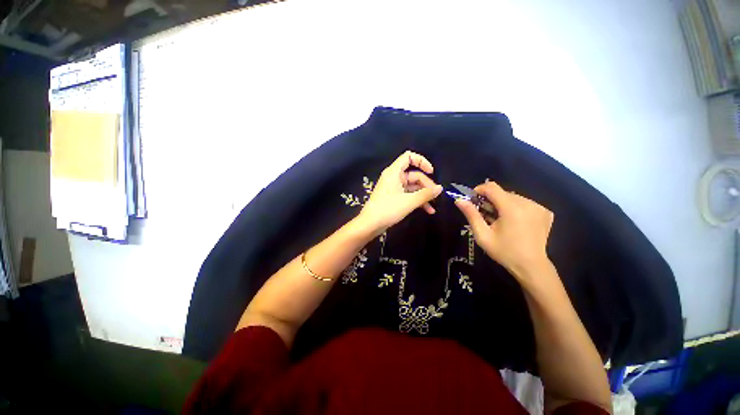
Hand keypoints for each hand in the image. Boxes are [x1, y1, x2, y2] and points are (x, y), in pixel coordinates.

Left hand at [357, 151, 442, 234]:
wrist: (370, 224)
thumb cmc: (388, 209)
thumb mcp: (409, 201)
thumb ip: (426, 194)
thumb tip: (440, 188)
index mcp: (394, 172)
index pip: (408, 157)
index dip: (421, 161)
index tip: (431, 172)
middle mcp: (394, 177)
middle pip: (414, 174)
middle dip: (426, 185)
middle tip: (436, 196)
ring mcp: (394, 188)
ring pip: (412, 187)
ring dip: (423, 195)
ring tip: (434, 206)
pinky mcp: (394, 197)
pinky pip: (408, 195)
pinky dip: (417, 200)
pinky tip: (428, 210)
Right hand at [455, 181, 553, 277]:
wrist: (531, 266)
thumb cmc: (504, 251)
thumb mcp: (482, 235)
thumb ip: (471, 215)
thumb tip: (459, 200)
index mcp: (511, 208)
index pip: (492, 187)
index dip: (479, 190)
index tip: (473, 200)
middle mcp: (527, 203)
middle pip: (502, 192)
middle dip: (490, 200)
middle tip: (485, 215)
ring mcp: (539, 207)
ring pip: (513, 197)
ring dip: (503, 204)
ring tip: (500, 220)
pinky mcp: (545, 212)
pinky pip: (525, 203)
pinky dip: (516, 208)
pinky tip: (515, 222)